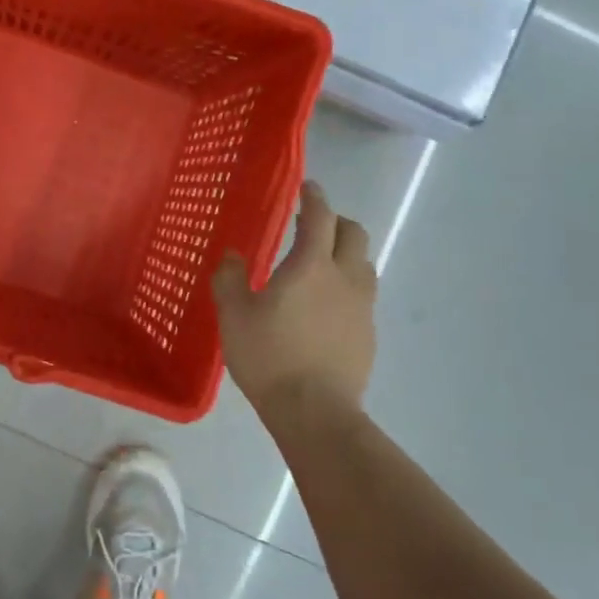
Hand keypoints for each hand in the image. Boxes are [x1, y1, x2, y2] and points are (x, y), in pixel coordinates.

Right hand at [213, 180, 376, 418]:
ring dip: (345, 254)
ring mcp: (362, 307)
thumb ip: (230, 278)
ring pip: (363, 264)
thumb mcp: (233, 315)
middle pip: (353, 234)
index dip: (314, 198)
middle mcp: (345, 278)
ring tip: (319, 265)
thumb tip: (233, 256)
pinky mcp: (368, 334)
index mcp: (311, 266)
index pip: (320, 217)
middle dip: (335, 221)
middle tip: (311, 226)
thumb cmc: (269, 356)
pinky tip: (324, 308)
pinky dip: (346, 287)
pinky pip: (362, 296)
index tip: (307, 187)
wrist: (315, 411)